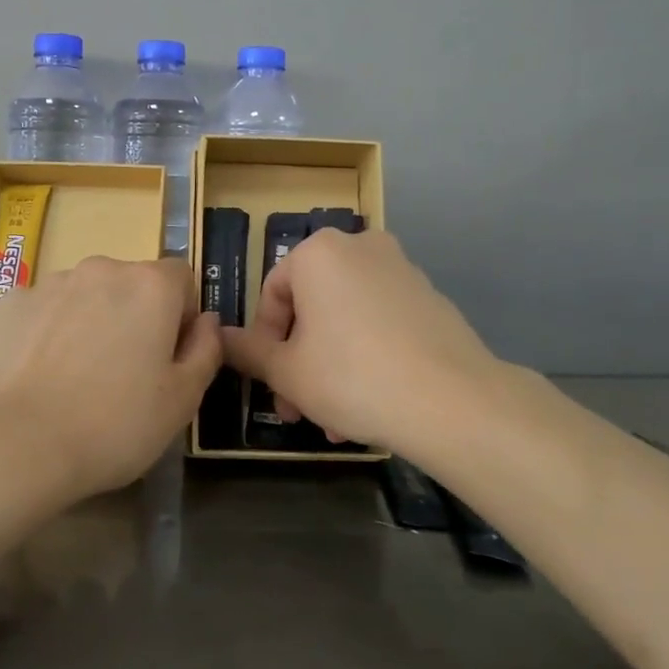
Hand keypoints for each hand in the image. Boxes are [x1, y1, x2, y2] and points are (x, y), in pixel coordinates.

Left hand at [0, 257, 221, 502]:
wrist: (12, 444)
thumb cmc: (112, 425)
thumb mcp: (181, 401)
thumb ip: (206, 351)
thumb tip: (207, 321)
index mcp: (151, 286)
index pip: (182, 278)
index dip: (183, 316)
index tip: (169, 359)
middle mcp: (101, 269)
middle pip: (132, 284)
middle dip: (135, 318)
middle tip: (124, 375)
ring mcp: (50, 283)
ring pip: (86, 296)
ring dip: (91, 322)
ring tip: (75, 380)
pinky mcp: (9, 304)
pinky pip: (45, 311)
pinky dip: (49, 332)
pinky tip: (38, 376)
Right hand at [220, 229, 507, 456]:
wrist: (452, 401)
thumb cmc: (352, 377)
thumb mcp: (287, 371)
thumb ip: (247, 351)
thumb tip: (217, 336)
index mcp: (319, 252)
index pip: (273, 294)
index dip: (265, 342)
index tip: (271, 383)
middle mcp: (361, 247)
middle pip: (312, 307)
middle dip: (300, 360)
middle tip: (297, 408)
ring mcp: (402, 270)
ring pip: (346, 319)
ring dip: (331, 366)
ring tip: (334, 421)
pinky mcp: (431, 298)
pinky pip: (381, 323)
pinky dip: (367, 355)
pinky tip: (371, 404)